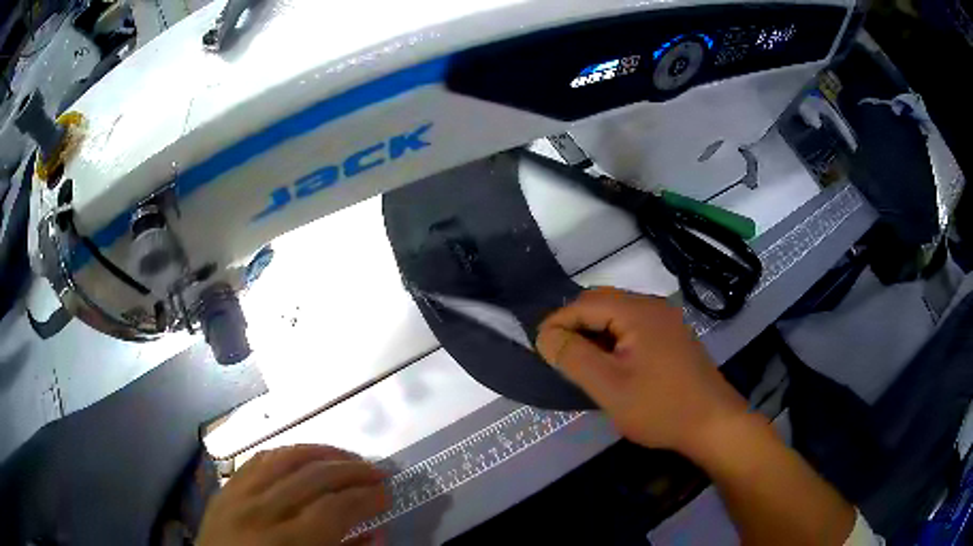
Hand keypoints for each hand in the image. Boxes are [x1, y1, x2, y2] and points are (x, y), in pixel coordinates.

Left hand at [198, 444, 387, 545]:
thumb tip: (377, 532)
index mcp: (288, 544)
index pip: (334, 508)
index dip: (366, 497)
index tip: (388, 493)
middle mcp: (261, 513)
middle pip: (313, 476)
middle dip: (352, 470)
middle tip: (377, 471)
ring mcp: (238, 496)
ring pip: (284, 458)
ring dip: (322, 452)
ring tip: (346, 457)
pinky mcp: (225, 489)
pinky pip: (257, 460)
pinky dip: (286, 453)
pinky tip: (303, 455)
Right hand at [536, 287, 748, 455]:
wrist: (713, 424)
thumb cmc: (660, 407)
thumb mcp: (608, 386)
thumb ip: (572, 357)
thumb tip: (545, 335)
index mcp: (638, 311)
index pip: (584, 303)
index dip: (557, 322)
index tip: (539, 348)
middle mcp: (654, 306)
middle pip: (602, 304)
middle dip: (575, 326)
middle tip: (558, 357)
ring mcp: (667, 321)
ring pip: (618, 316)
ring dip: (595, 333)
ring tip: (580, 363)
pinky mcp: (673, 337)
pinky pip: (634, 328)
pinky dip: (614, 340)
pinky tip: (611, 364)